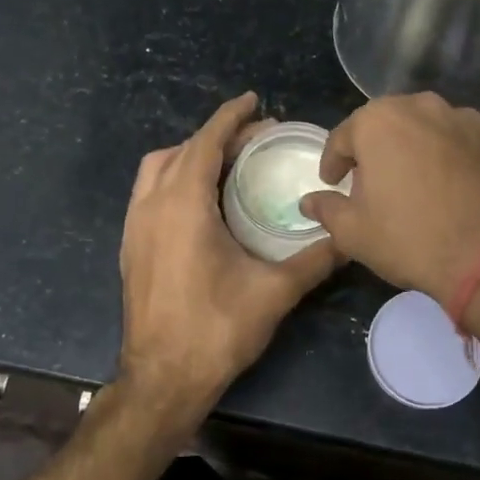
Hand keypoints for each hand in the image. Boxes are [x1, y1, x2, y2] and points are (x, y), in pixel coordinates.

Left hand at [115, 92, 339, 438]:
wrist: (162, 378)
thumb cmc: (216, 330)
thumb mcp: (275, 292)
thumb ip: (315, 258)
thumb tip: (350, 235)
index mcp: (183, 205)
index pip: (205, 142)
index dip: (230, 117)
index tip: (254, 101)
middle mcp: (151, 206)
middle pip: (181, 151)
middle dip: (216, 136)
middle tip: (254, 139)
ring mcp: (134, 227)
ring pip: (156, 170)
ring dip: (189, 155)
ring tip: (225, 163)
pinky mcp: (130, 247)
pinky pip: (148, 193)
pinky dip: (173, 179)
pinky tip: (200, 202)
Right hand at [299, 93, 479, 304]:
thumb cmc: (411, 239)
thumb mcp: (353, 232)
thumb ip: (327, 209)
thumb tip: (309, 202)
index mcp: (379, 121)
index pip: (343, 136)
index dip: (333, 162)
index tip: (332, 182)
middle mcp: (424, 107)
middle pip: (389, 124)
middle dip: (376, 149)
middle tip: (372, 181)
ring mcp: (469, 120)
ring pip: (430, 129)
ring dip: (418, 149)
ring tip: (417, 184)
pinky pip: (466, 144)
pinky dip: (455, 159)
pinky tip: (457, 189)